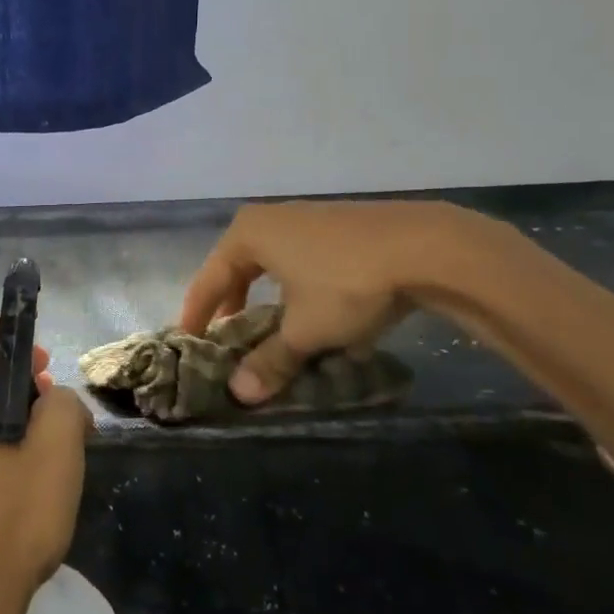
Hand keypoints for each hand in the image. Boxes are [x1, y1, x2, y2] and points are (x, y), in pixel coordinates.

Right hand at [179, 199, 508, 403]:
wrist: (425, 247)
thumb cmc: (347, 284)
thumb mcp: (305, 330)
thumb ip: (270, 361)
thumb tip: (239, 394)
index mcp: (248, 234)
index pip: (209, 279)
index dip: (197, 315)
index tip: (187, 343)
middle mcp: (273, 219)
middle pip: (240, 268)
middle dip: (234, 306)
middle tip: (228, 339)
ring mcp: (309, 219)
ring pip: (276, 266)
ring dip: (271, 301)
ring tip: (274, 333)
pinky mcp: (342, 228)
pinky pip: (307, 263)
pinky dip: (303, 292)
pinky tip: (322, 319)